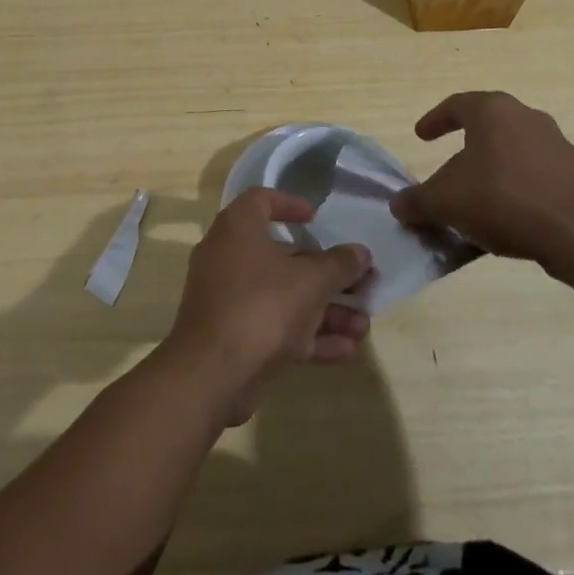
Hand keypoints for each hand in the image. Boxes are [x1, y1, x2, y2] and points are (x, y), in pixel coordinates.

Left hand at [162, 189, 372, 425]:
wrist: (211, 373)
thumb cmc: (262, 306)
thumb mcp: (311, 282)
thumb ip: (339, 265)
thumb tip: (360, 252)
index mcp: (238, 228)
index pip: (261, 200)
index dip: (290, 204)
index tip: (316, 219)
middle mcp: (228, 255)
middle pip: (282, 256)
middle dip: (325, 274)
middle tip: (360, 285)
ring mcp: (228, 297)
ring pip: (282, 296)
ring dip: (324, 310)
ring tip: (362, 326)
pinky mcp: (232, 334)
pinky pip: (274, 326)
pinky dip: (306, 335)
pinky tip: (345, 350)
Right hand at [390, 91, 573, 270]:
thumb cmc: (502, 200)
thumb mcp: (445, 202)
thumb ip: (417, 201)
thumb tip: (398, 205)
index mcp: (492, 111)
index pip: (455, 105)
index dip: (434, 120)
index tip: (421, 137)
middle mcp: (526, 116)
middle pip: (487, 126)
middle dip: (465, 146)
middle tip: (449, 166)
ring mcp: (557, 143)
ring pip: (513, 150)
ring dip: (493, 168)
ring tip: (478, 196)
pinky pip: (536, 174)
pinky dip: (518, 187)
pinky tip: (509, 215)